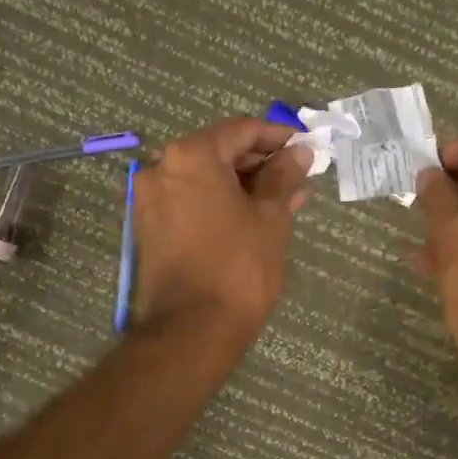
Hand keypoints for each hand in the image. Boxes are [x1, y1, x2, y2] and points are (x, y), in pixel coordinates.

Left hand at [133, 117, 311, 339]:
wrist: (194, 329)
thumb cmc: (240, 265)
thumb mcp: (271, 216)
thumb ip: (284, 176)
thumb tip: (299, 152)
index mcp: (191, 156)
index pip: (240, 130)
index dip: (277, 136)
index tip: (305, 146)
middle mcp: (162, 169)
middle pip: (219, 152)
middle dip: (261, 163)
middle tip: (298, 178)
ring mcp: (152, 201)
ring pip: (206, 180)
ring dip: (244, 186)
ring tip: (284, 201)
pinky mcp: (152, 230)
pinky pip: (193, 203)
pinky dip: (222, 204)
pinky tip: (254, 218)